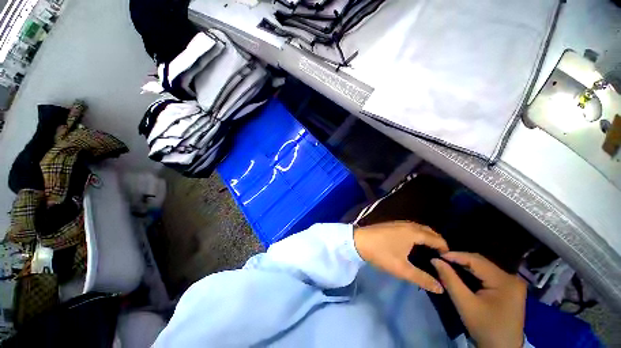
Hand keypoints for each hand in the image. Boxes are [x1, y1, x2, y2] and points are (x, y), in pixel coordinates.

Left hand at [353, 221, 447, 293]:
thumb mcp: (402, 269)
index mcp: (414, 232)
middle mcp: (408, 225)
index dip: (445, 249)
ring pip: (419, 228)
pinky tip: (414, 243)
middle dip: (438, 241)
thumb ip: (422, 278)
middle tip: (442, 257)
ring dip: (427, 236)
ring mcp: (399, 223)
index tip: (449, 261)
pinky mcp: (392, 224)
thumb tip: (440, 288)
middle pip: (429, 231)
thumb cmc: (381, 253)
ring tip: (431, 251)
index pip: (437, 239)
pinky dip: (418, 234)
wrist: (359, 240)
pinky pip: (411, 227)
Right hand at [432, 252, 525, 347]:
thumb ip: (449, 279)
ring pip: (485, 267)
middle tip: (442, 259)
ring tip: (449, 264)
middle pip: (482, 262)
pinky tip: (463, 273)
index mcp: (505, 281)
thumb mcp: (464, 304)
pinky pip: (489, 274)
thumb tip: (435, 260)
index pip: (476, 260)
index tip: (438, 255)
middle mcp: (512, 278)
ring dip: (466, 265)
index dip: (456, 255)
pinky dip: (474, 272)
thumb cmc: (484, 327)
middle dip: (460, 260)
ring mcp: (513, 283)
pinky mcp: (510, 288)